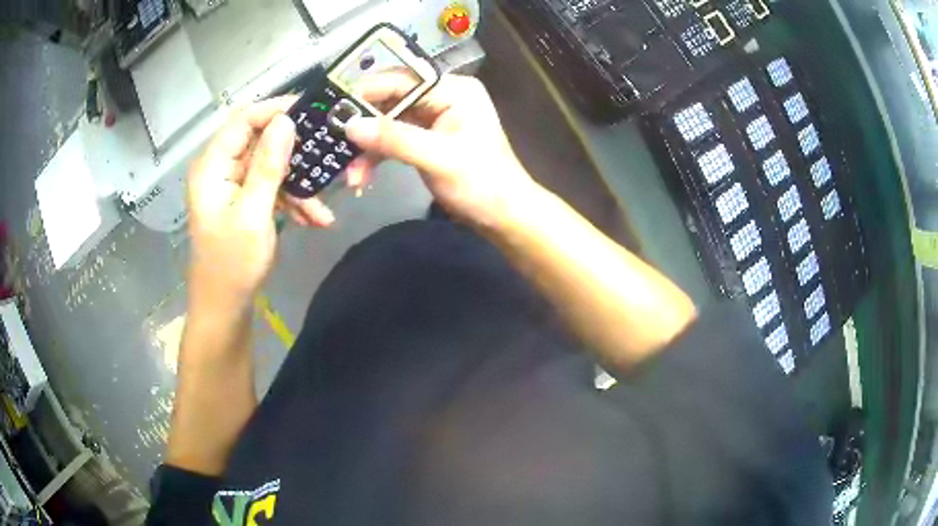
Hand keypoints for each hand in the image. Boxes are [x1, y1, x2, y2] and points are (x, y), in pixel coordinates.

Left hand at [186, 98, 333, 312]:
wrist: (224, 307)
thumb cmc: (232, 264)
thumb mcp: (253, 213)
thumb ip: (268, 165)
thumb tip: (286, 121)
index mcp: (212, 166)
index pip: (243, 120)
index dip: (275, 109)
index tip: (311, 110)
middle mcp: (220, 168)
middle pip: (260, 140)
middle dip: (294, 150)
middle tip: (327, 152)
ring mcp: (233, 184)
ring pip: (271, 165)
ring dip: (298, 182)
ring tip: (323, 204)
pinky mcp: (244, 199)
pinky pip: (271, 186)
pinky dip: (292, 199)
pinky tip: (315, 218)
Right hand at [344, 74, 537, 227]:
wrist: (503, 216)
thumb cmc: (481, 184)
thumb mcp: (438, 158)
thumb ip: (394, 139)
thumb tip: (350, 125)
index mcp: (453, 90)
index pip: (402, 79)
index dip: (367, 91)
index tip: (335, 109)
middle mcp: (442, 97)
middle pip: (391, 100)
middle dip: (364, 125)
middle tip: (336, 143)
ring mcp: (433, 118)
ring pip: (388, 122)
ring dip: (368, 147)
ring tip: (351, 175)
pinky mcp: (425, 139)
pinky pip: (393, 140)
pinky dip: (377, 157)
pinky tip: (362, 177)